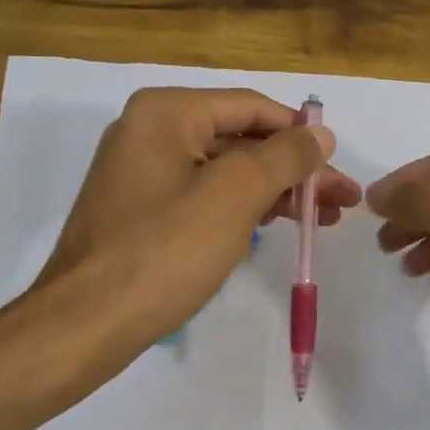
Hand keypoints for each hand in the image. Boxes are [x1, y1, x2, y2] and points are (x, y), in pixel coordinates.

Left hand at [33, 87, 359, 359]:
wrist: (88, 321)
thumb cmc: (165, 251)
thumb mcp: (235, 195)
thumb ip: (284, 157)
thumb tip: (320, 133)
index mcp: (168, 113)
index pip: (252, 107)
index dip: (301, 134)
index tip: (339, 167)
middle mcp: (151, 131)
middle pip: (242, 140)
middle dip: (294, 170)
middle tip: (341, 202)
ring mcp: (144, 172)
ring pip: (226, 172)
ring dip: (275, 192)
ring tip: (321, 221)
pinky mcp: (143, 211)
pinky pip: (205, 197)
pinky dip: (243, 209)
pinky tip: (273, 227)